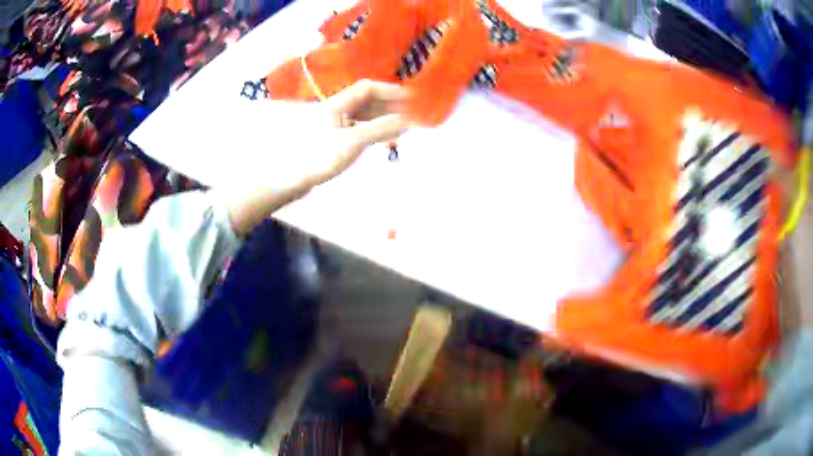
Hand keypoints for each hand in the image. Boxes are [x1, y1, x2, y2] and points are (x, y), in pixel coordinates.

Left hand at [226, 80, 409, 236]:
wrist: (291, 180)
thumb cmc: (319, 157)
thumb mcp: (352, 142)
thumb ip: (380, 129)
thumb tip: (407, 120)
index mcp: (337, 104)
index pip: (368, 88)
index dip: (390, 91)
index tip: (410, 99)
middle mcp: (335, 110)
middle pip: (365, 101)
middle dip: (388, 106)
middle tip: (409, 115)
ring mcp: (332, 125)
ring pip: (361, 115)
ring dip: (381, 119)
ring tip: (400, 128)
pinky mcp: (330, 140)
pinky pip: (355, 129)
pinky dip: (371, 131)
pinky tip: (381, 140)